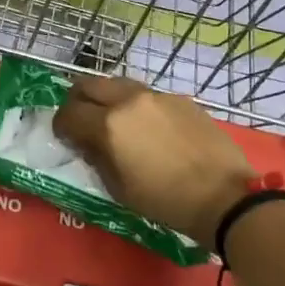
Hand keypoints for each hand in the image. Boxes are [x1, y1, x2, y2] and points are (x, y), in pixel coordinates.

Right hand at [54, 75, 252, 247]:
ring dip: (107, 98)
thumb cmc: (165, 200)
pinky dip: (136, 105)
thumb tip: (87, 142)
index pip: (69, 113)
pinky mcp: (179, 99)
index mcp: (108, 125)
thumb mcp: (118, 188)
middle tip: (81, 119)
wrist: (224, 196)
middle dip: (78, 101)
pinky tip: (148, 127)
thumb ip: (96, 158)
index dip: (60, 125)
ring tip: (114, 119)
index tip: (64, 137)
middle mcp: (128, 101)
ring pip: (118, 84)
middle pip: (88, 85)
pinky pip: (146, 95)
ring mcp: (156, 96)